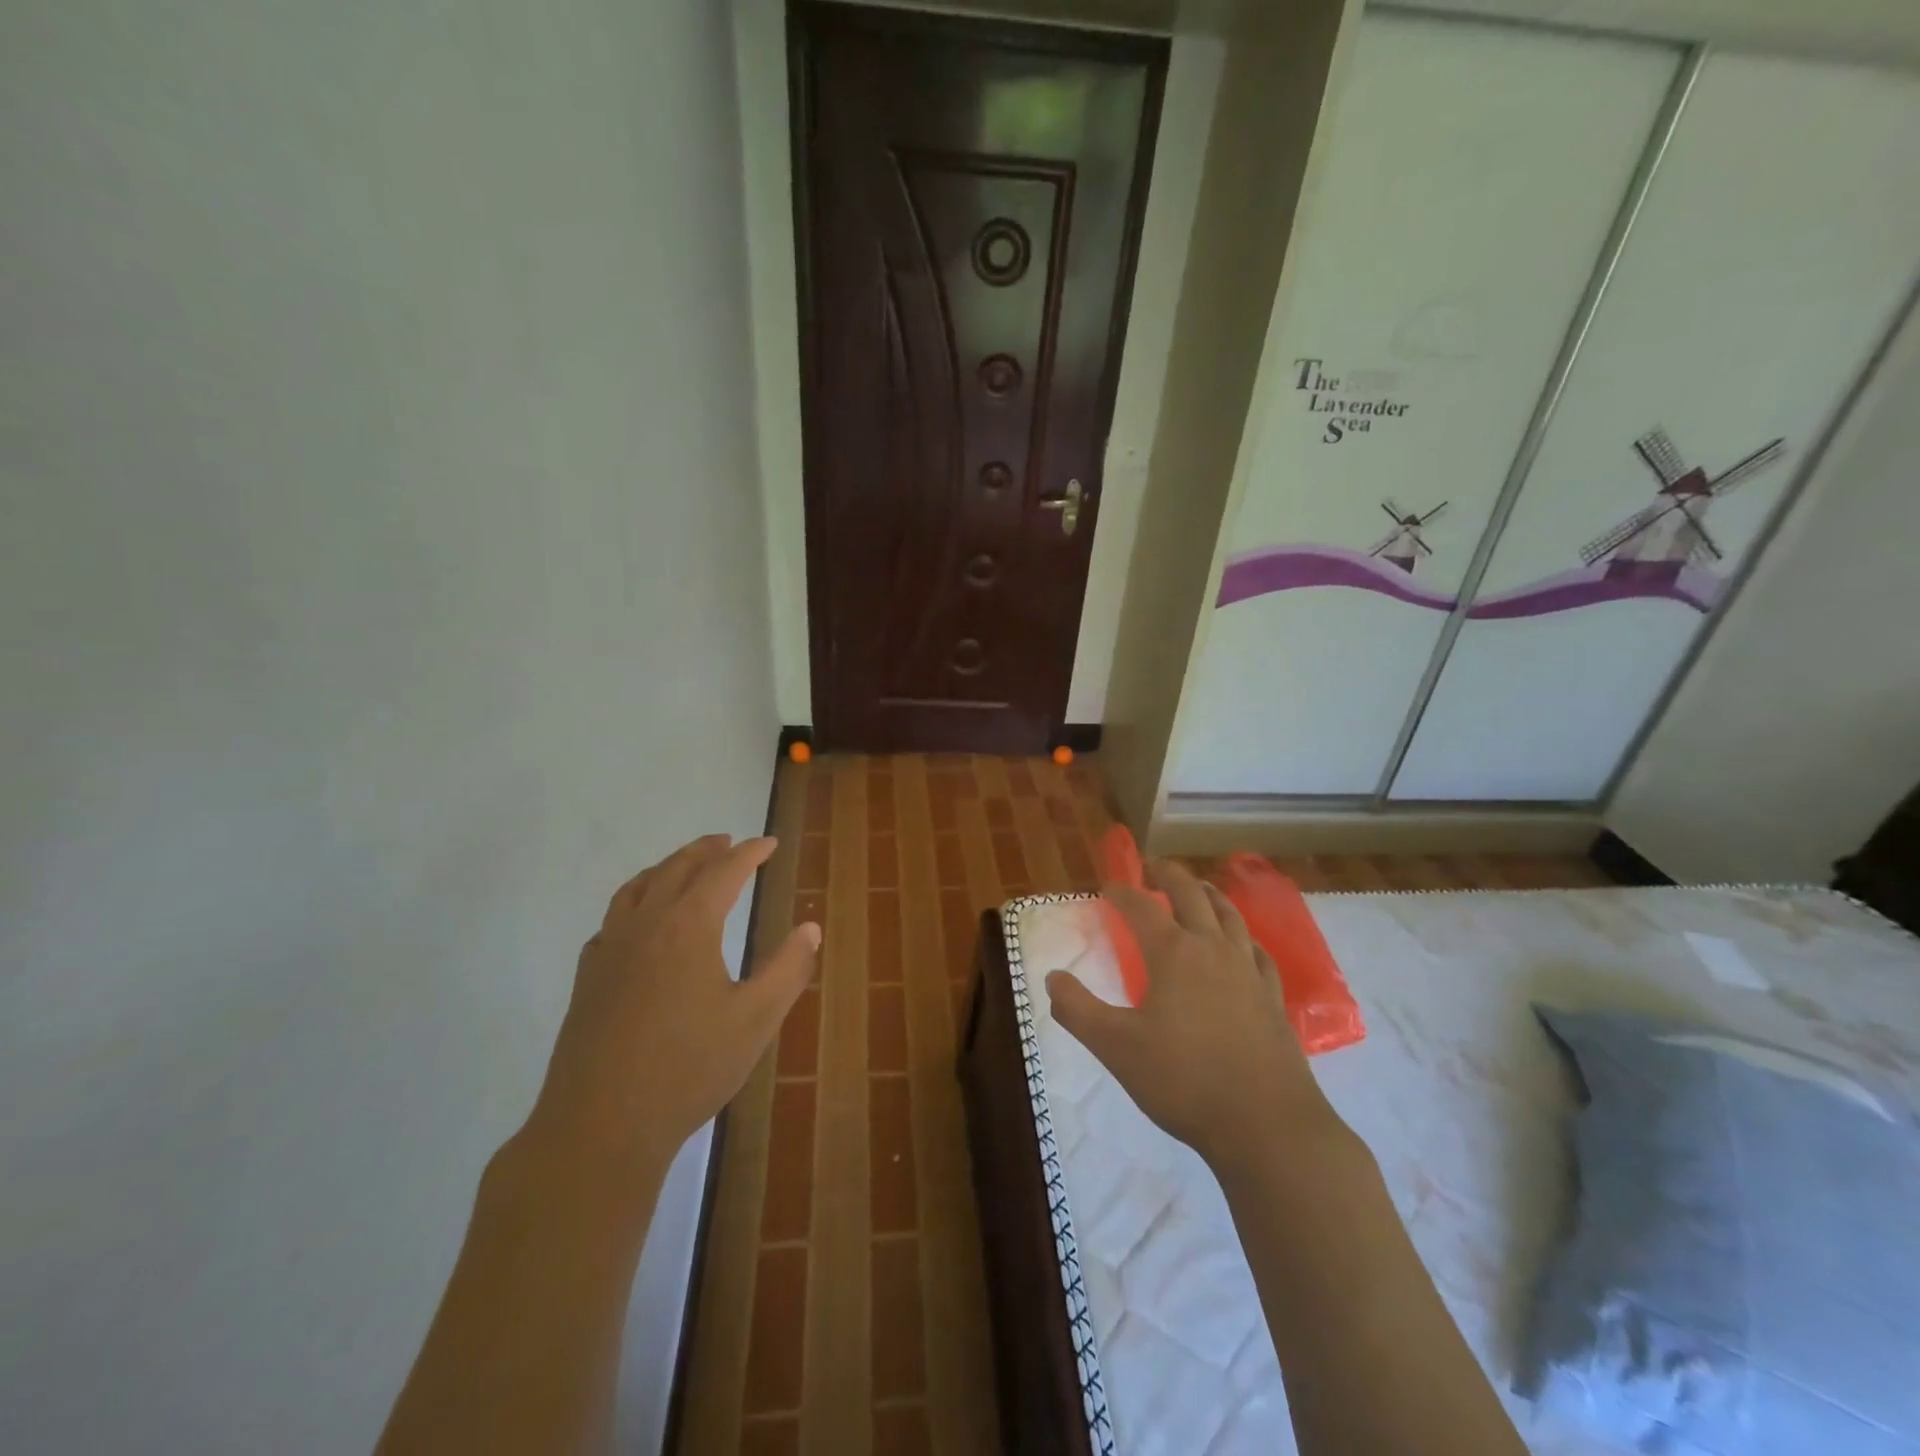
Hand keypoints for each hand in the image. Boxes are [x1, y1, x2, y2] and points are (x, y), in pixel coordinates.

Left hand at [527, 834, 819, 1177]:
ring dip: (667, 867)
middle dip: (707, 850)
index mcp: (688, 926)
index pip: (724, 872)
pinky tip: (640, 922)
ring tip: (685, 865)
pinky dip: (634, 901)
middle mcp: (646, 924)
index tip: (769, 843)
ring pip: (638, 887)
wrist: (600, 1125)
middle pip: (677, 868)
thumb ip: (788, 969)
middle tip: (729, 841)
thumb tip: (810, 928)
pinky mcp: (588, 977)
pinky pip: (612, 919)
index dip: (749, 853)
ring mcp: (610, 949)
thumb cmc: (688, 1069)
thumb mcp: (756, 1020)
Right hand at [1046, 859, 1339, 1168]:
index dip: (1122, 893)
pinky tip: (1243, 946)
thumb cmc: (1184, 1080)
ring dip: (1209, 895)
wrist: (1266, 1125)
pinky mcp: (1272, 999)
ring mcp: (1248, 972)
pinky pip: (1258, 953)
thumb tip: (1052, 977)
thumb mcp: (1115, 1047)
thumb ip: (1077, 1009)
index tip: (1108, 887)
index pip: (1141, 909)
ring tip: (1198, 889)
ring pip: (1230, 916)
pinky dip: (1244, 937)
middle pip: (1192, 896)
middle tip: (1153, 867)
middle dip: (1169, 876)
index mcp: (1174, 954)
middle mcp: (1213, 950)